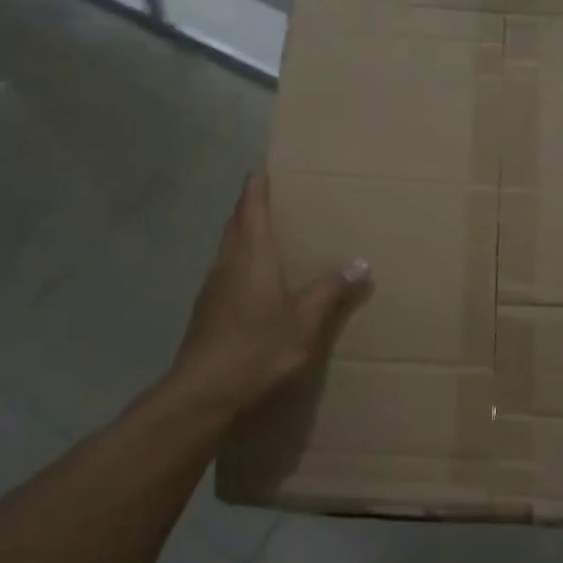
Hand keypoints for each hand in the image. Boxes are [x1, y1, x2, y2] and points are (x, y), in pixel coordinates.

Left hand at [164, 172, 368, 416]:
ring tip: (267, 233)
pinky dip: (239, 261)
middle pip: (236, 224)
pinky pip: (225, 271)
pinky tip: (253, 280)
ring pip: (228, 248)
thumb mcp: (304, 322)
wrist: (202, 393)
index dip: (256, 188)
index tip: (261, 169)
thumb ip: (331, 291)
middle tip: (270, 196)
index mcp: (252, 256)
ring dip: (243, 234)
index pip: (251, 208)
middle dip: (250, 206)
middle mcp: (228, 263)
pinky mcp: (206, 311)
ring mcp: (212, 287)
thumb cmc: (256, 349)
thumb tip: (361, 262)